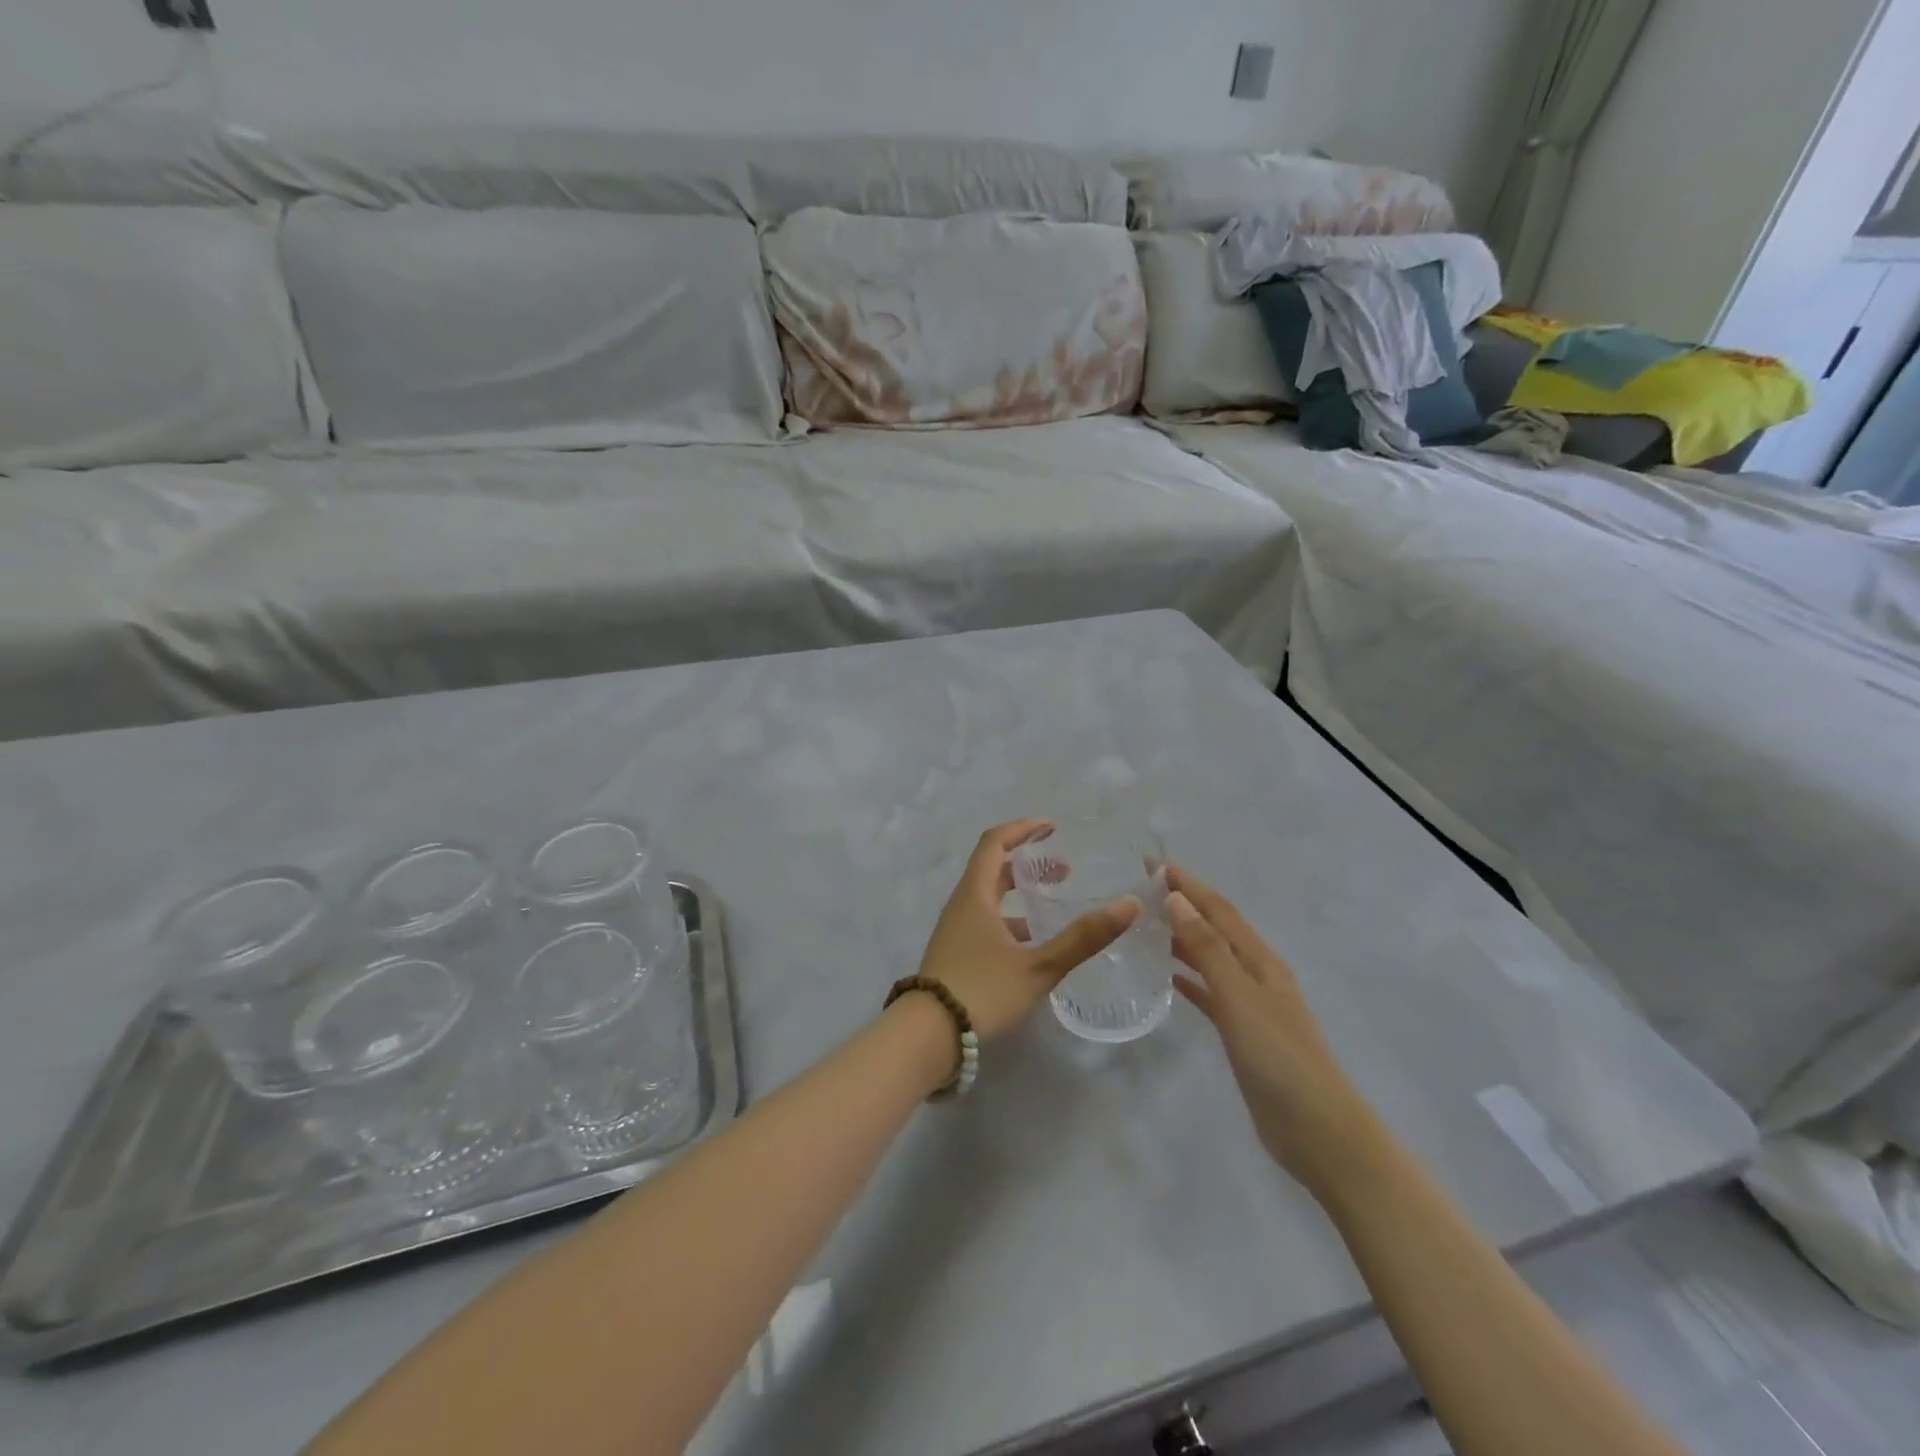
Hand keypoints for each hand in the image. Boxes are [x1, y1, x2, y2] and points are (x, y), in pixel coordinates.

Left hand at [916, 819, 1139, 1043]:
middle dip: (1026, 862)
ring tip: (1052, 904)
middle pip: (992, 869)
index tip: (1051, 827)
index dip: (1022, 829)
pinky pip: (985, 922)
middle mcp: (961, 905)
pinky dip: (1010, 920)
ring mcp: (955, 931)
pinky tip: (1032, 944)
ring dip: (1019, 893)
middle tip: (1063, 869)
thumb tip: (1128, 905)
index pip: (994, 843)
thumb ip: (1082, 938)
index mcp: (975, 895)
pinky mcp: (955, 954)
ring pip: (988, 898)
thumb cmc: (982, 991)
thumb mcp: (1038, 966)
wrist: (928, 1036)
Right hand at [1166, 867, 1380, 1192]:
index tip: (1152, 862)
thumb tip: (1178, 899)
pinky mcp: (1242, 1033)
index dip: (1187, 884)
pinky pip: (1210, 993)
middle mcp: (1256, 975)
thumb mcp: (1240, 998)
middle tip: (1142, 890)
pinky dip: (1190, 978)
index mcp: (1259, 961)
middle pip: (1215, 929)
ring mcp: (1251, 1005)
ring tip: (1146, 927)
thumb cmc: (1279, 1058)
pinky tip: (1169, 977)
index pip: (1218, 910)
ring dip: (1182, 938)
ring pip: (1210, 958)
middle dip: (1183, 904)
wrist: (1318, 1132)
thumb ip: (1208, 949)